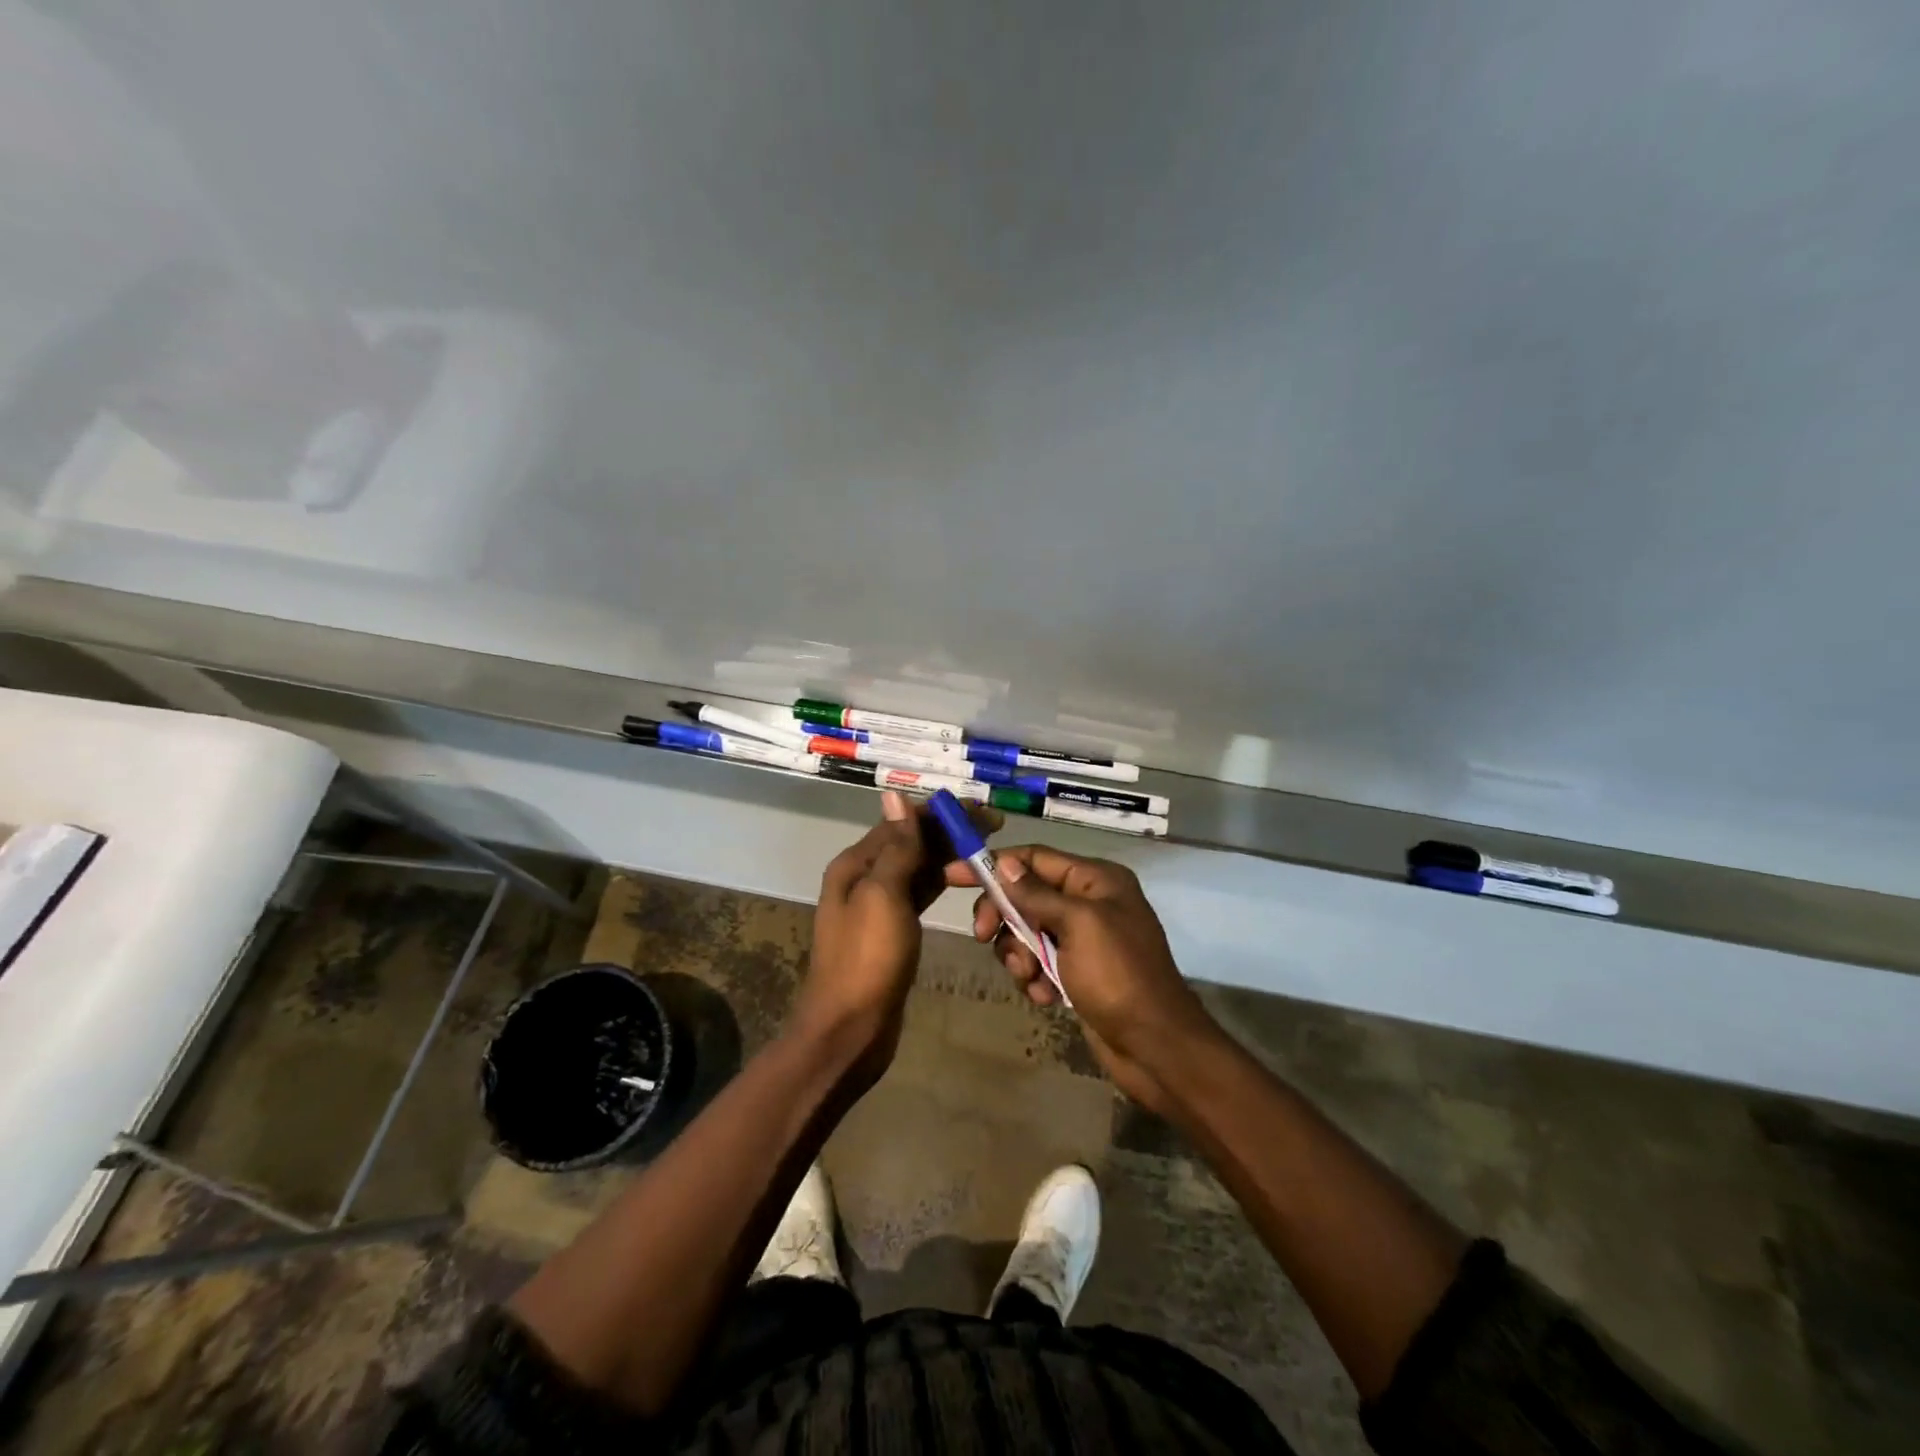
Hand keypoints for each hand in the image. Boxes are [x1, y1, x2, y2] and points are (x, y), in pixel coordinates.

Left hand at [794, 792, 992, 1078]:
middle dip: (950, 833)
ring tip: (988, 856)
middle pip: (912, 843)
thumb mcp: (883, 895)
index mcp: (856, 864)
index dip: (942, 813)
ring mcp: (878, 905)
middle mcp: (864, 877)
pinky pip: (919, 894)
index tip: (983, 811)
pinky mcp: (893, 930)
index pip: (903, 822)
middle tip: (996, 830)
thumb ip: (896, 847)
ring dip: (949, 858)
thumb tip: (896, 795)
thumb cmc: (867, 959)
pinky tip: (966, 881)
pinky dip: (941, 883)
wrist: (850, 1029)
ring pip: (918, 868)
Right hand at [947, 846, 1220, 1115]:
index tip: (952, 877)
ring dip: (1018, 954)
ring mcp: (1082, 939)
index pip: (1034, 858)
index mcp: (1095, 880)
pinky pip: (1038, 963)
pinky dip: (1035, 978)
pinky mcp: (1076, 972)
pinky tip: (1046, 997)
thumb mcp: (1077, 925)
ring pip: (1026, 932)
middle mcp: (1088, 903)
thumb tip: (1004, 863)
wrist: (1154, 1046)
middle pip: (1025, 895)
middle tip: (983, 937)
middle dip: (1003, 918)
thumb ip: (1036, 893)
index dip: (993, 865)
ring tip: (1031, 977)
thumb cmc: (1118, 975)